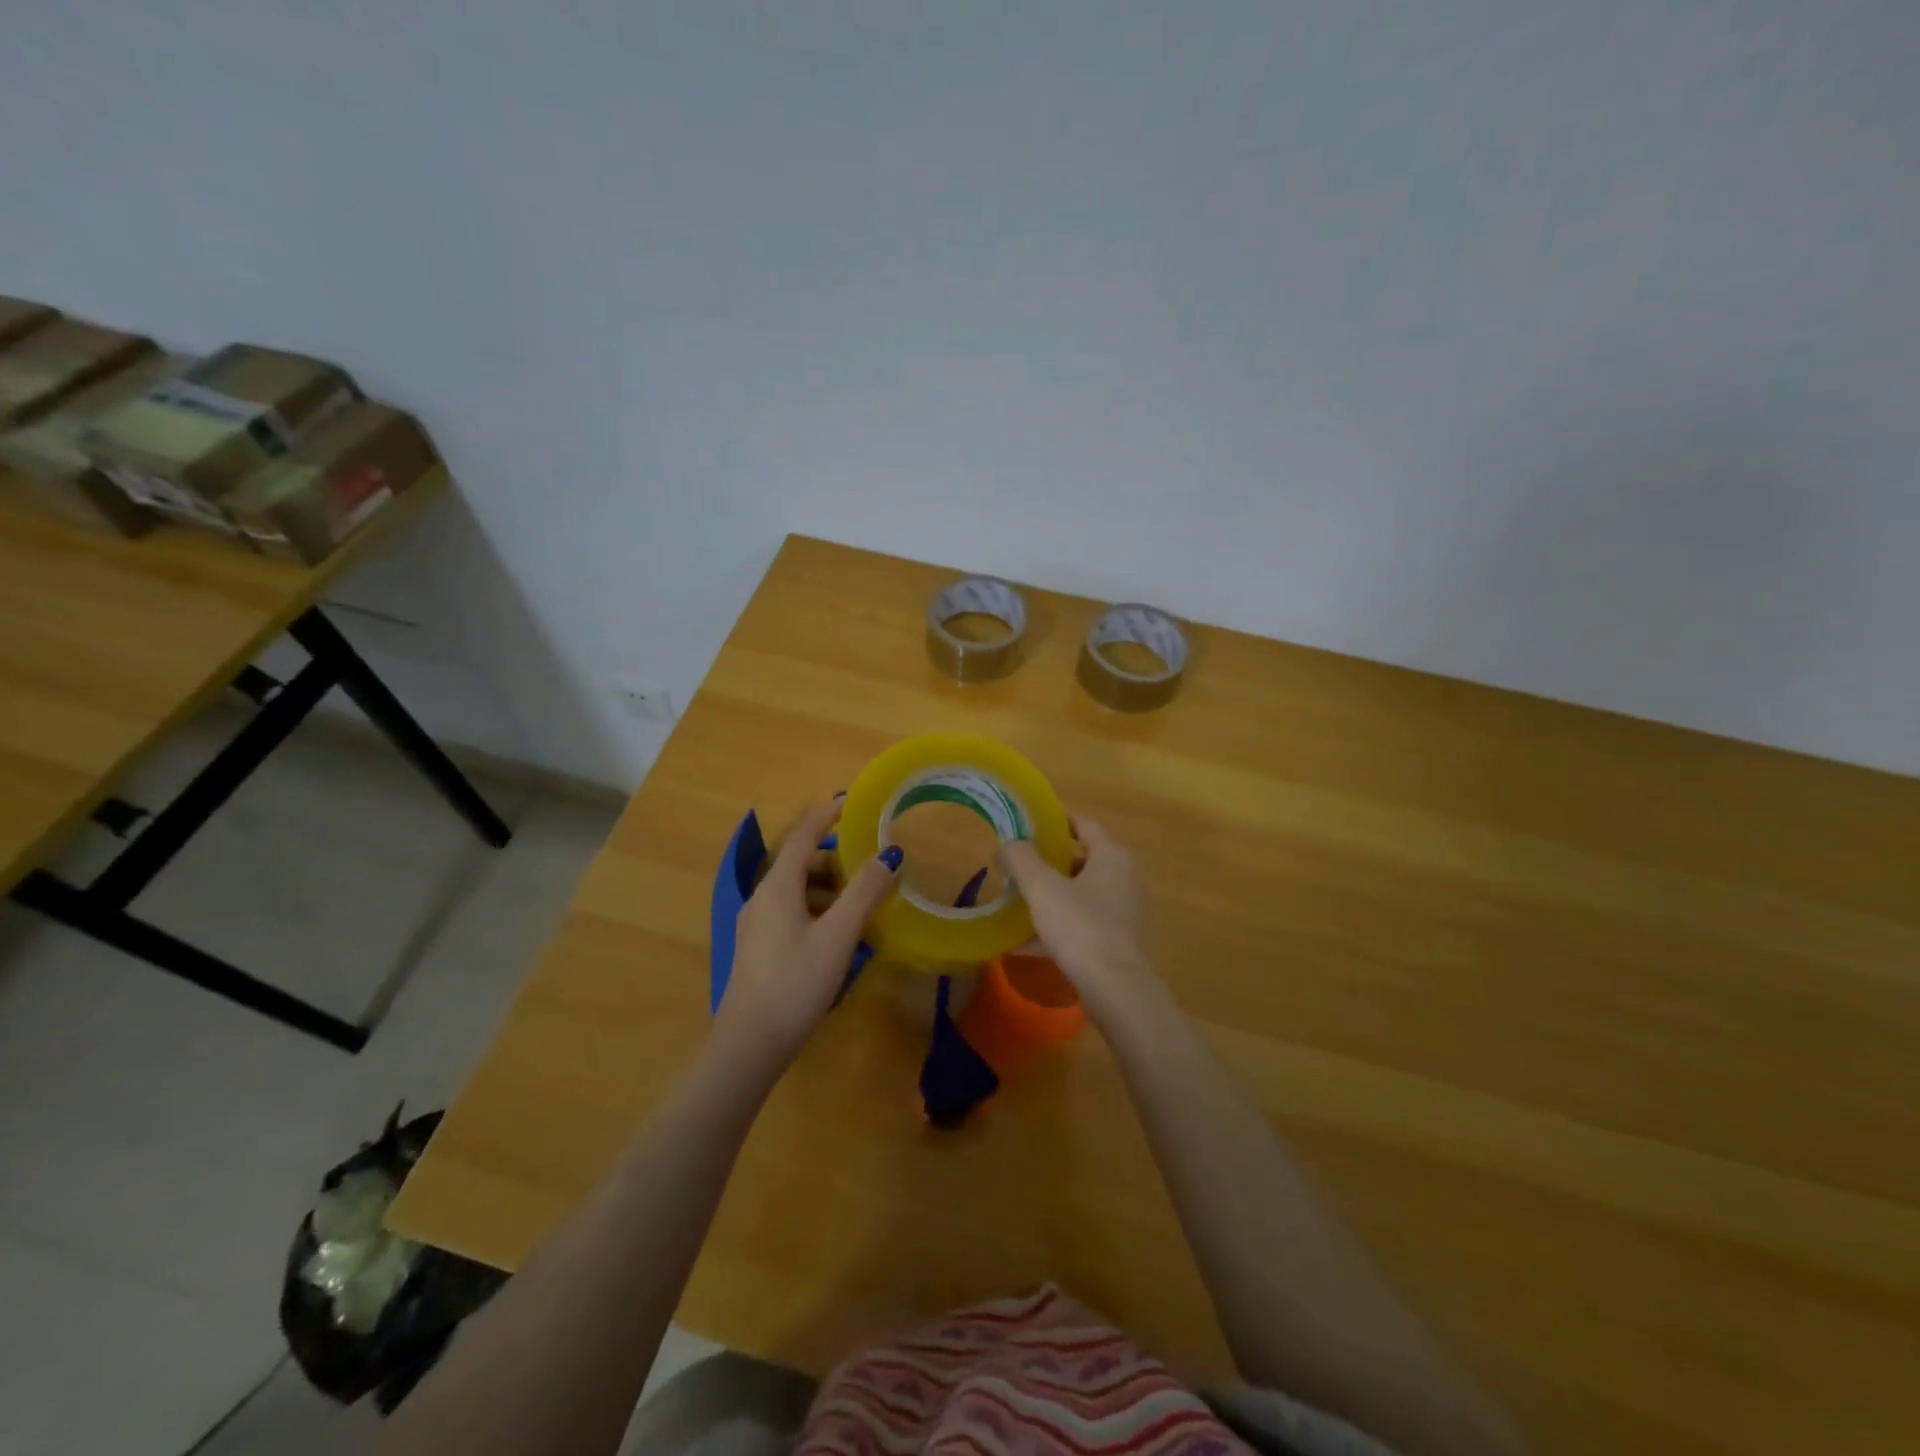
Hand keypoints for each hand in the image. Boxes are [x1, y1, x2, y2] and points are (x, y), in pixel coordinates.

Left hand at [714, 800, 903, 1069]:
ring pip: (796, 889)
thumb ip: (864, 892)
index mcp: (777, 886)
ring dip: (829, 886)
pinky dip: (818, 908)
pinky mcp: (758, 947)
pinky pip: (791, 911)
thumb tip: (889, 855)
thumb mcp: (839, 935)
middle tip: (871, 863)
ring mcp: (756, 924)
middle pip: (800, 862)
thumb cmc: (796, 982)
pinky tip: (839, 932)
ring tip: (863, 900)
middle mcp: (762, 897)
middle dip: (836, 857)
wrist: (750, 1045)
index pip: (802, 835)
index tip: (852, 803)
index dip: (826, 815)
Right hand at [999, 816, 1162, 1029]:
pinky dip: (1057, 927)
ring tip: (1018, 902)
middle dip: (1049, 862)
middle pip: (1082, 860)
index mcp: (1111, 857)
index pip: (1085, 824)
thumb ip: (1021, 859)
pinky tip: (1025, 943)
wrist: (1115, 989)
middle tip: (1018, 866)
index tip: (1029, 823)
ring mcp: (1124, 912)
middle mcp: (1124, 879)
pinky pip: (1083, 925)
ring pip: (1081, 895)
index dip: (1057, 819)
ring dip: (1052, 896)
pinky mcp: (1118, 942)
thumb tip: (1008, 844)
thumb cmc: (1080, 927)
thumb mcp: (1042, 887)